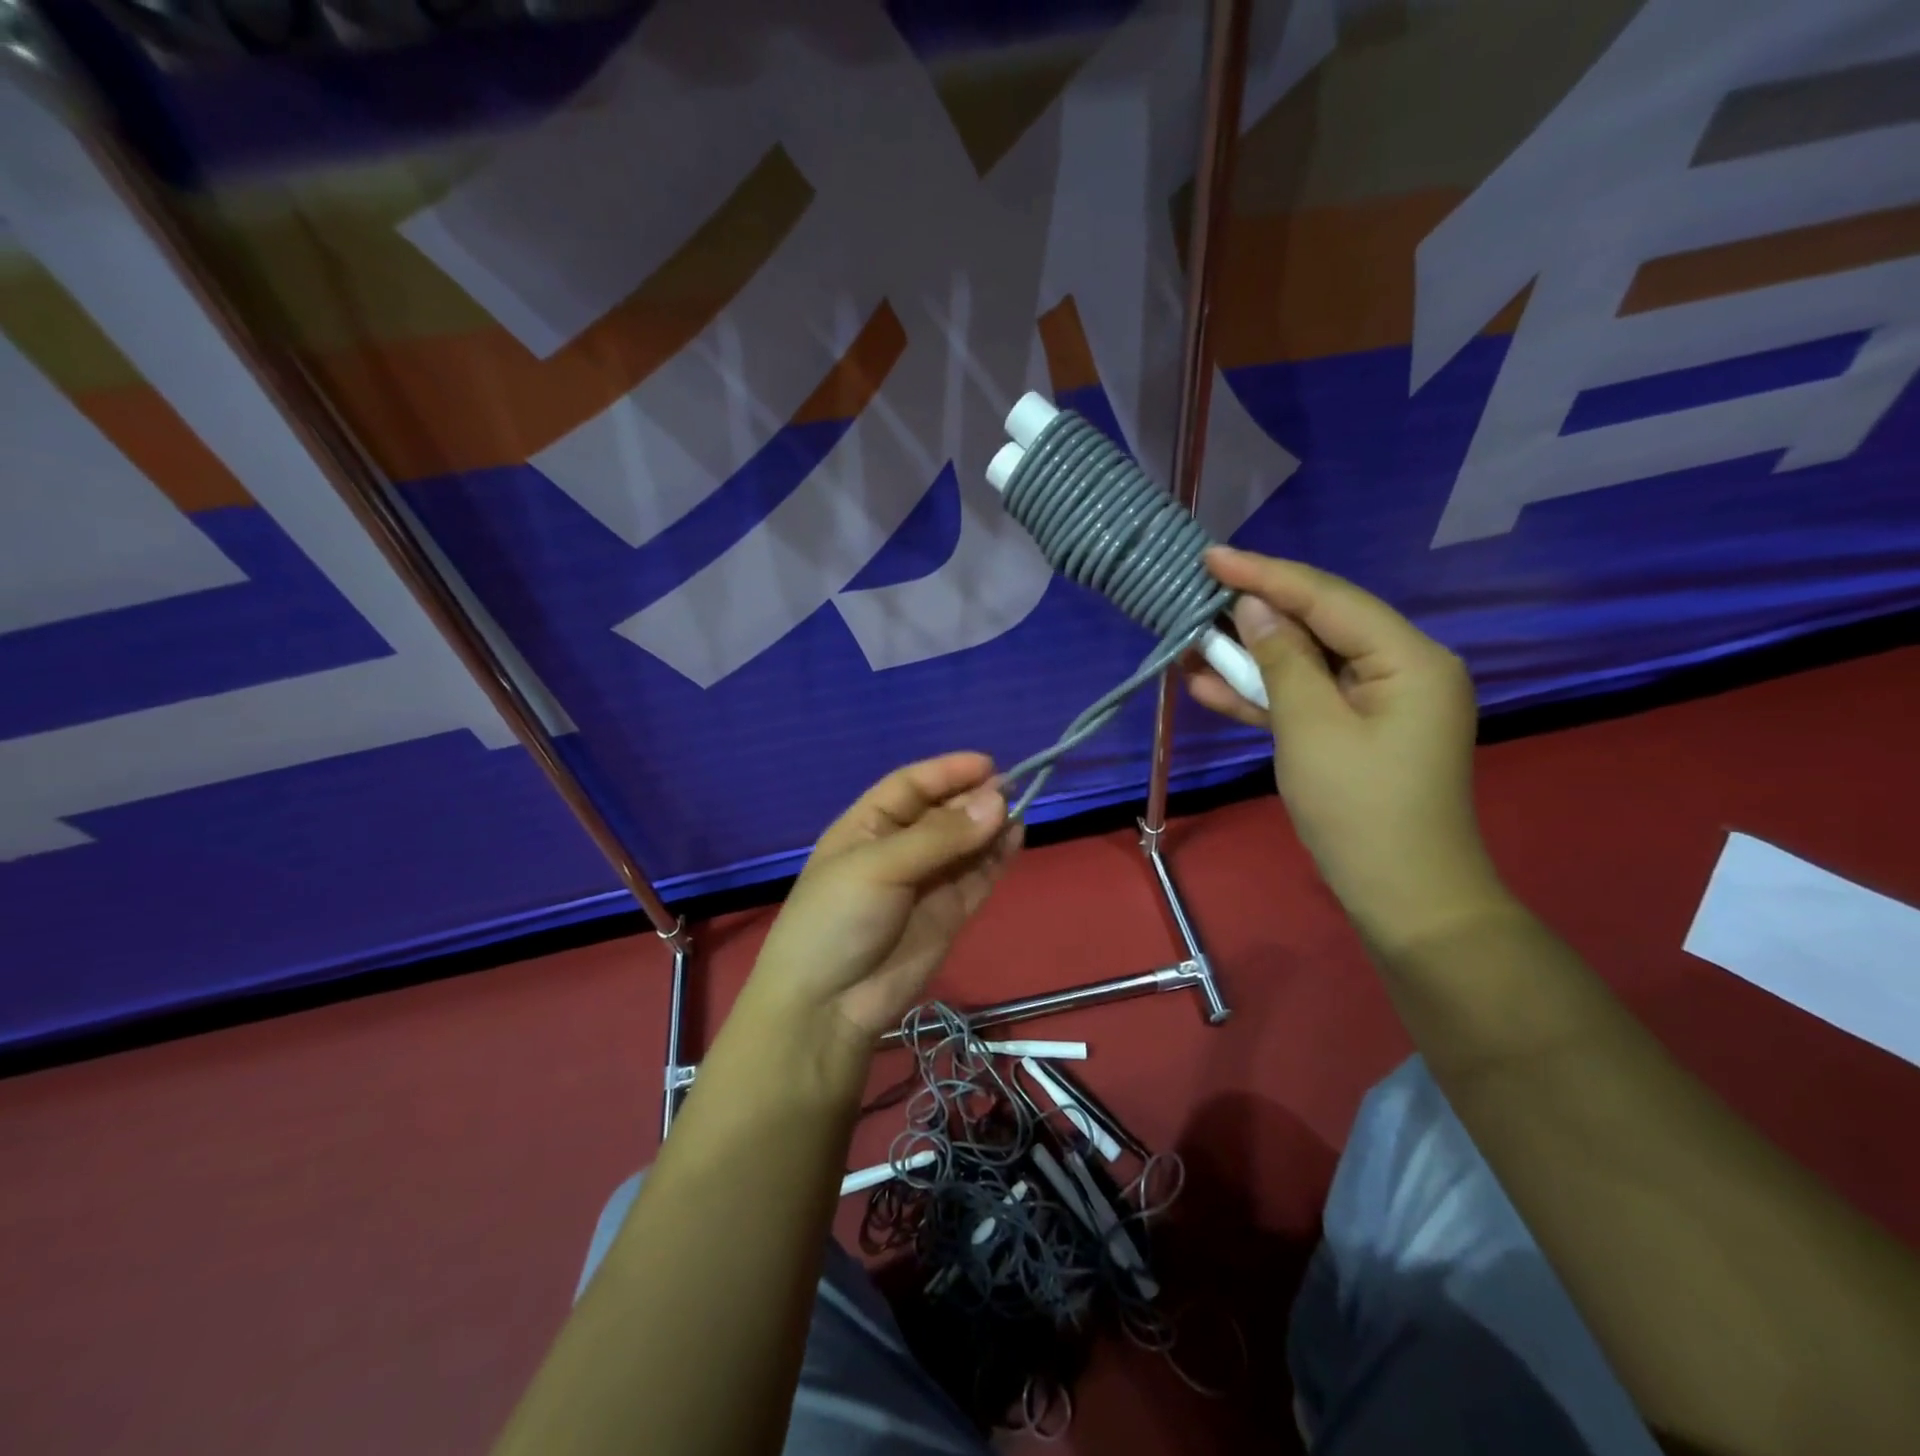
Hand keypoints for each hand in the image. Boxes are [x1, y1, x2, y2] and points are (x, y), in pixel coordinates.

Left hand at [739, 754, 1020, 1061]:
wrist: (827, 1006)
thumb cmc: (836, 919)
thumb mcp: (879, 866)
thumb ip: (940, 836)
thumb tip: (998, 799)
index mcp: (867, 826)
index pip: (911, 785)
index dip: (947, 772)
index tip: (988, 764)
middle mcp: (898, 848)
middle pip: (943, 812)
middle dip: (974, 799)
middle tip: (1012, 790)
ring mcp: (925, 882)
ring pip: (966, 843)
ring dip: (991, 826)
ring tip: (1019, 811)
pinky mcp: (949, 913)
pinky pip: (978, 876)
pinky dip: (998, 857)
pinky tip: (1017, 837)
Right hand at [1184, 548, 1508, 949]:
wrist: (1403, 897)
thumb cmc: (1359, 809)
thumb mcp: (1310, 727)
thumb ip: (1281, 659)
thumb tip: (1252, 607)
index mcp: (1409, 657)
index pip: (1327, 598)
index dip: (1265, 575)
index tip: (1210, 557)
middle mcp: (1402, 668)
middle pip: (1318, 625)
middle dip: (1254, 614)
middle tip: (1197, 594)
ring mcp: (1380, 702)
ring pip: (1306, 664)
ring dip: (1250, 658)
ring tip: (1191, 643)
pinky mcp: (1358, 731)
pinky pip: (1308, 700)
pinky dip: (1265, 695)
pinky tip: (1211, 686)